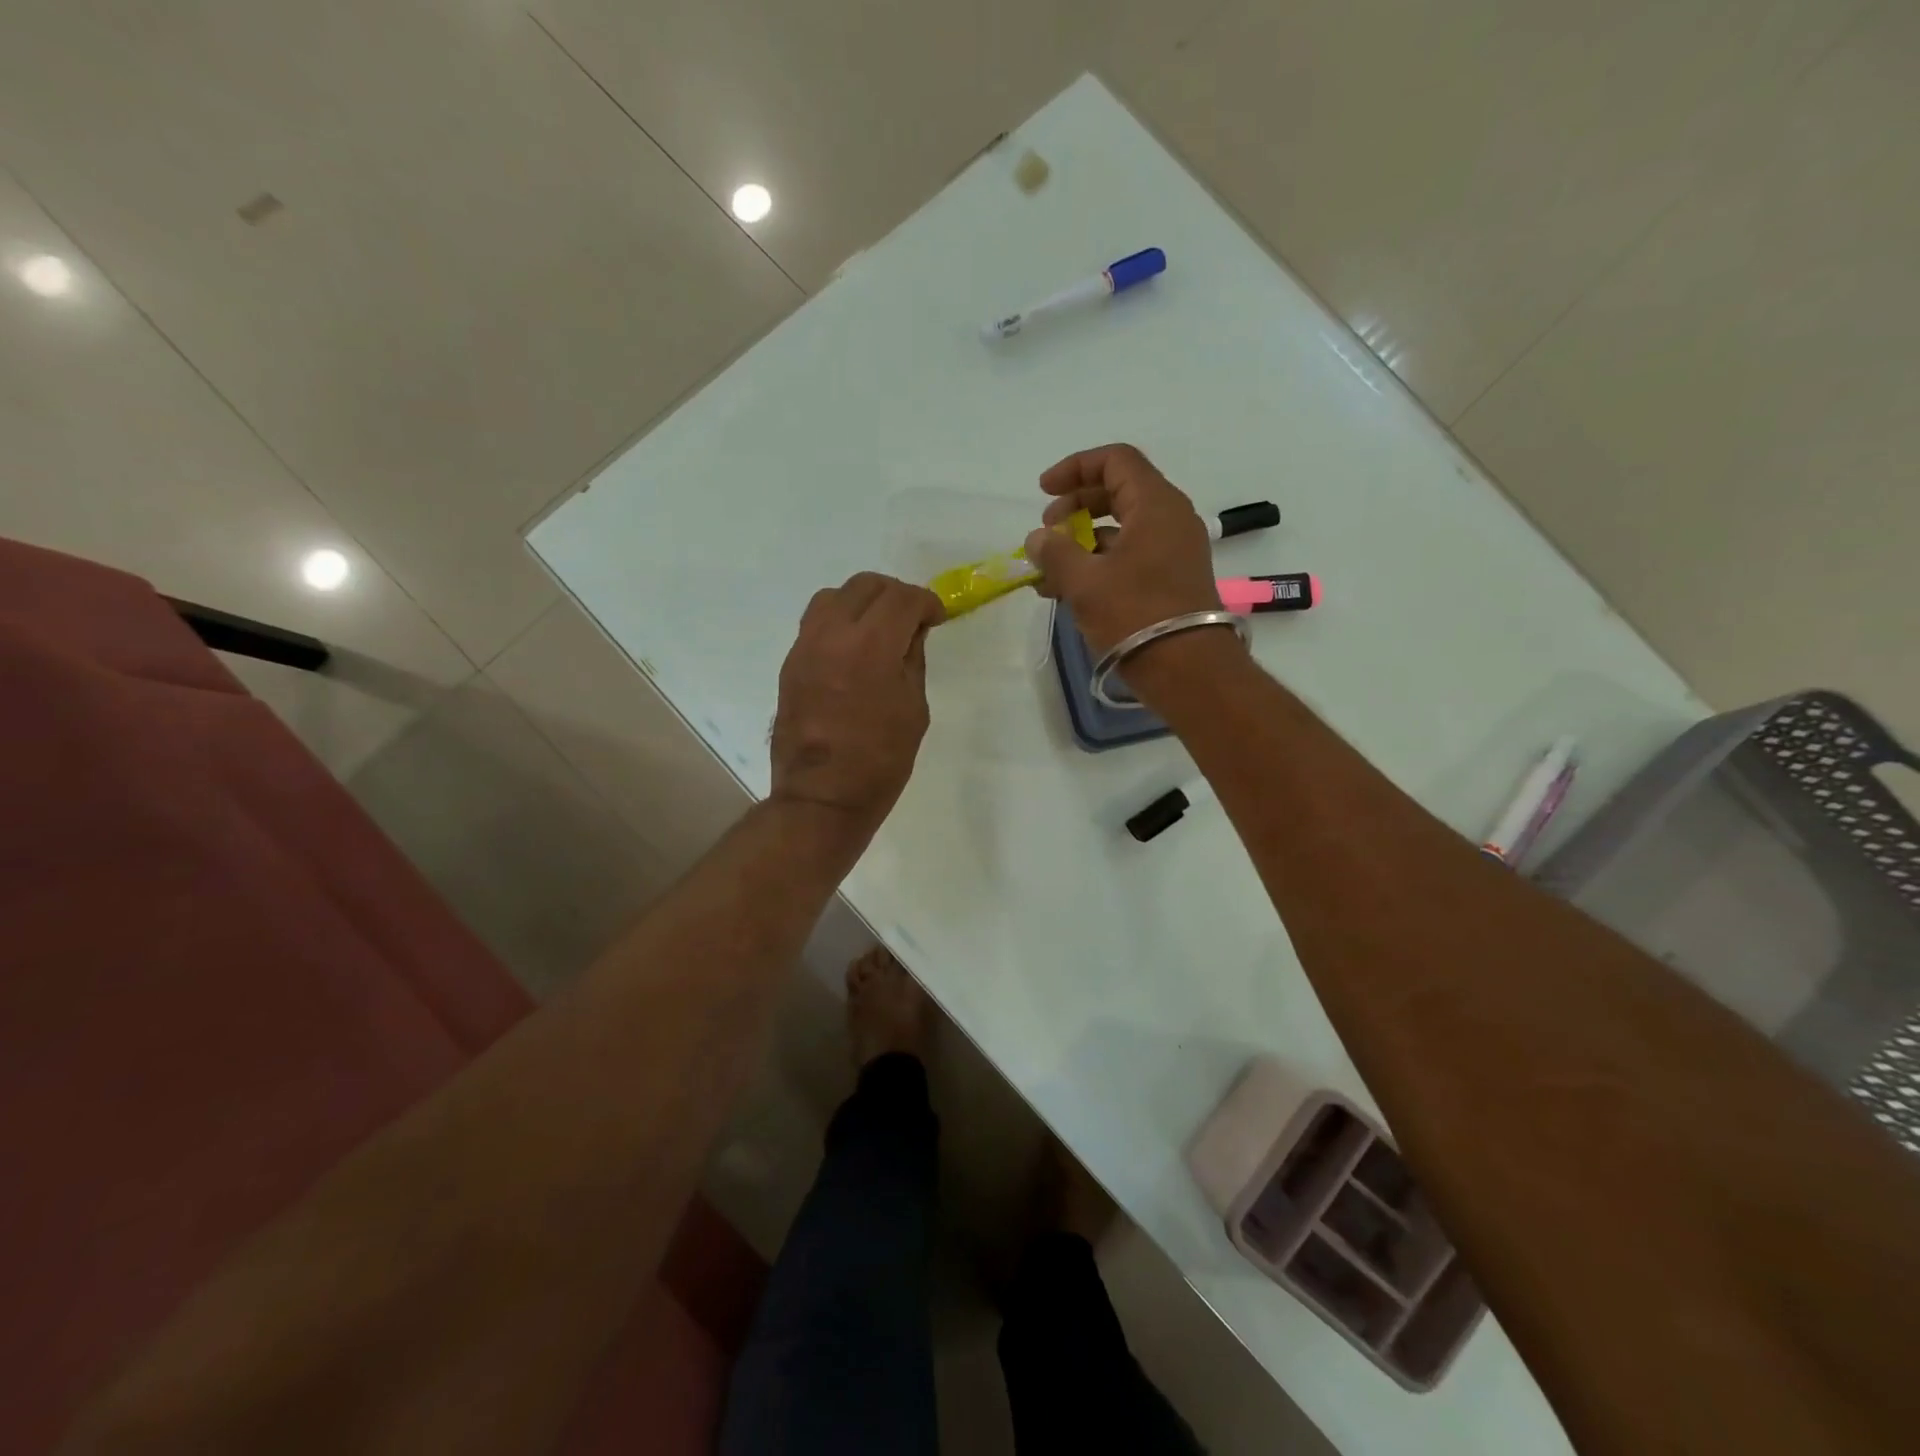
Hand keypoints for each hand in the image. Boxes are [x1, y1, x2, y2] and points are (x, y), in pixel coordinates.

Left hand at [771, 572, 943, 833]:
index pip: (902, 598)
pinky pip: (815, 623)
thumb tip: (911, 632)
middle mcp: (832, 635)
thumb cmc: (880, 761)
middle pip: (865, 585)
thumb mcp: (913, 709)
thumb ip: (911, 660)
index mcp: (871, 647)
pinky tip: (853, 650)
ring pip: (833, 597)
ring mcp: (804, 647)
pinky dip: (839, 623)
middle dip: (895, 595)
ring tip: (878, 629)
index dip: (926, 602)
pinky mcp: (790, 663)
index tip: (936, 618)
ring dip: (862, 603)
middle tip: (911, 620)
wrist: (822, 797)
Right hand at [1022, 444, 1221, 654]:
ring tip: (1048, 571)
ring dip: (1081, 541)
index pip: (1115, 460)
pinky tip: (1067, 590)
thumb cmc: (1135, 614)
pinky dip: (1098, 563)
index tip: (1043, 491)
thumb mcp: (1084, 582)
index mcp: (1155, 504)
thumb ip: (1055, 553)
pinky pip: (1129, 556)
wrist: (1187, 669)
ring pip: (1121, 528)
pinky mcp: (1171, 579)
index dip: (1075, 468)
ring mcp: (1173, 550)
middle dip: (1075, 506)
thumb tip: (1037, 539)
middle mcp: (1170, 519)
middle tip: (1047, 532)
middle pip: (1118, 491)